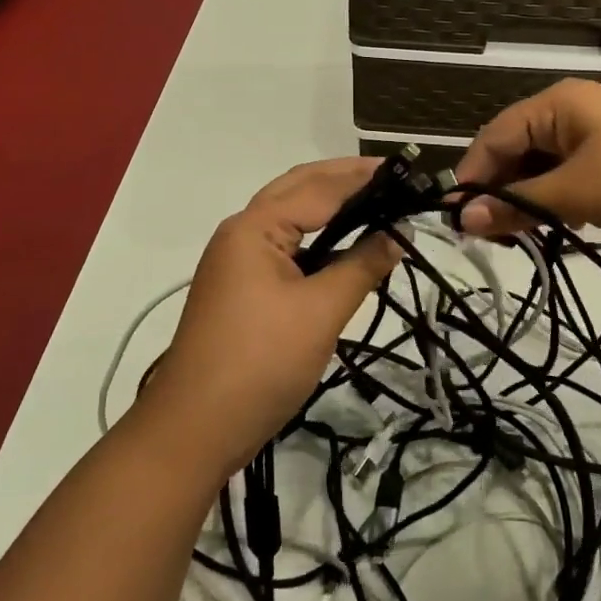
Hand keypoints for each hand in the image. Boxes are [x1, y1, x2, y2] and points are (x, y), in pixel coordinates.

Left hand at [132, 158, 400, 481]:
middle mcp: (242, 232)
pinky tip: (345, 245)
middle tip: (392, 177)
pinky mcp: (242, 287)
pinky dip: (318, 238)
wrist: (194, 431)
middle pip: (298, 189)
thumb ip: (362, 266)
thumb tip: (399, 233)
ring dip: (330, 206)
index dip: (363, 177)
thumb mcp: (321, 312)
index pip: (319, 188)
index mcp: (254, 227)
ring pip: (291, 217)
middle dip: (343, 178)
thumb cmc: (260, 363)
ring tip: (377, 202)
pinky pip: (286, 246)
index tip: (406, 169)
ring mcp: (238, 260)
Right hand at [456, 79, 600, 242]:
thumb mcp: (578, 192)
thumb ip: (519, 205)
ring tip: (524, 238)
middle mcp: (573, 112)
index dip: (472, 177)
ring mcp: (600, 134)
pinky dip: (561, 201)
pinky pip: (574, 177)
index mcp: (558, 104)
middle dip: (503, 192)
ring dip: (532, 201)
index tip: (458, 221)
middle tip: (493, 236)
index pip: (495, 136)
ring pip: (546, 167)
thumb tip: (463, 219)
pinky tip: (561, 229)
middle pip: (519, 151)